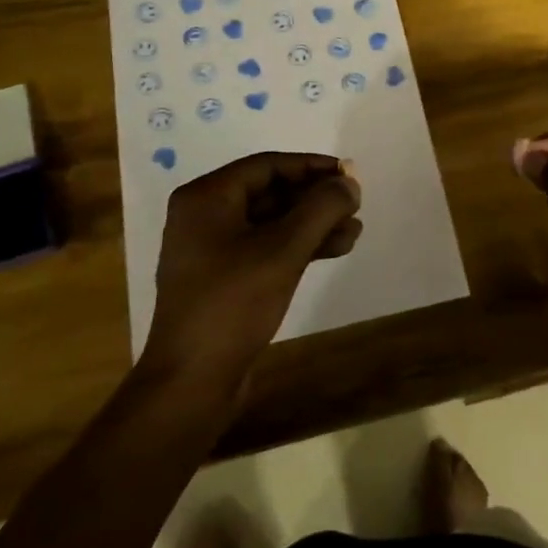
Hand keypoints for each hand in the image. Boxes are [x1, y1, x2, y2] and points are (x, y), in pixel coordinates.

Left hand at [141, 152, 361, 390]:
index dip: (312, 167)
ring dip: (313, 224)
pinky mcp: (223, 278)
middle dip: (315, 199)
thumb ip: (321, 209)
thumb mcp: (284, 250)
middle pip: (271, 193)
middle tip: (355, 205)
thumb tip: (350, 182)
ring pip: (272, 223)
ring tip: (355, 231)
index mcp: (206, 198)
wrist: (192, 382)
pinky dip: (298, 246)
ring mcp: (212, 249)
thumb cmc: (233, 304)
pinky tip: (335, 250)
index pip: (267, 166)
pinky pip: (265, 248)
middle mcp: (205, 216)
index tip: (348, 174)